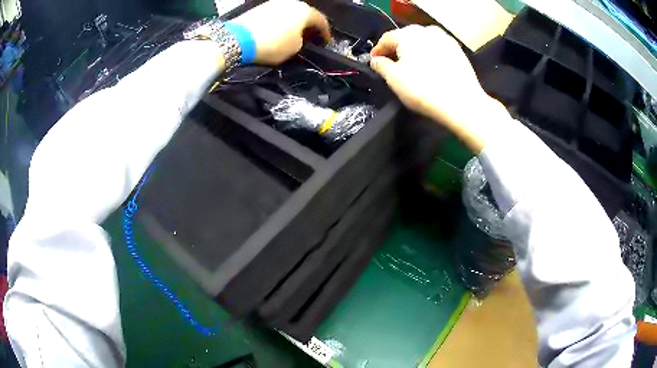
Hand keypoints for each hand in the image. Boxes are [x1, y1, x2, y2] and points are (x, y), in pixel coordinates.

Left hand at [234, 0, 330, 64]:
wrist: (238, 39)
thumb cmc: (273, 43)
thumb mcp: (295, 49)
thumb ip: (302, 42)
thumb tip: (298, 39)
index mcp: (305, 10)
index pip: (322, 21)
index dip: (326, 34)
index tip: (326, 43)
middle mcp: (291, 2)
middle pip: (305, 14)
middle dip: (309, 27)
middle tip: (310, 38)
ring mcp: (274, 3)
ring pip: (290, 13)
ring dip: (294, 24)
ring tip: (293, 35)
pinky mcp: (260, 8)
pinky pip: (277, 15)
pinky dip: (281, 23)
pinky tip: (278, 31)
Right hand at [370, 25, 508, 151]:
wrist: (462, 103)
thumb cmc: (424, 90)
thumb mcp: (394, 79)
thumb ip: (380, 65)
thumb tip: (375, 60)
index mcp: (408, 35)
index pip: (386, 38)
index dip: (378, 50)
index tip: (374, 61)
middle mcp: (426, 31)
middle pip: (405, 37)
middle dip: (396, 49)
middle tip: (392, 63)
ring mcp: (444, 39)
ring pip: (422, 41)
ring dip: (413, 51)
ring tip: (411, 66)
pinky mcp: (457, 50)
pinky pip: (436, 48)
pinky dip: (429, 54)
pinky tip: (429, 67)